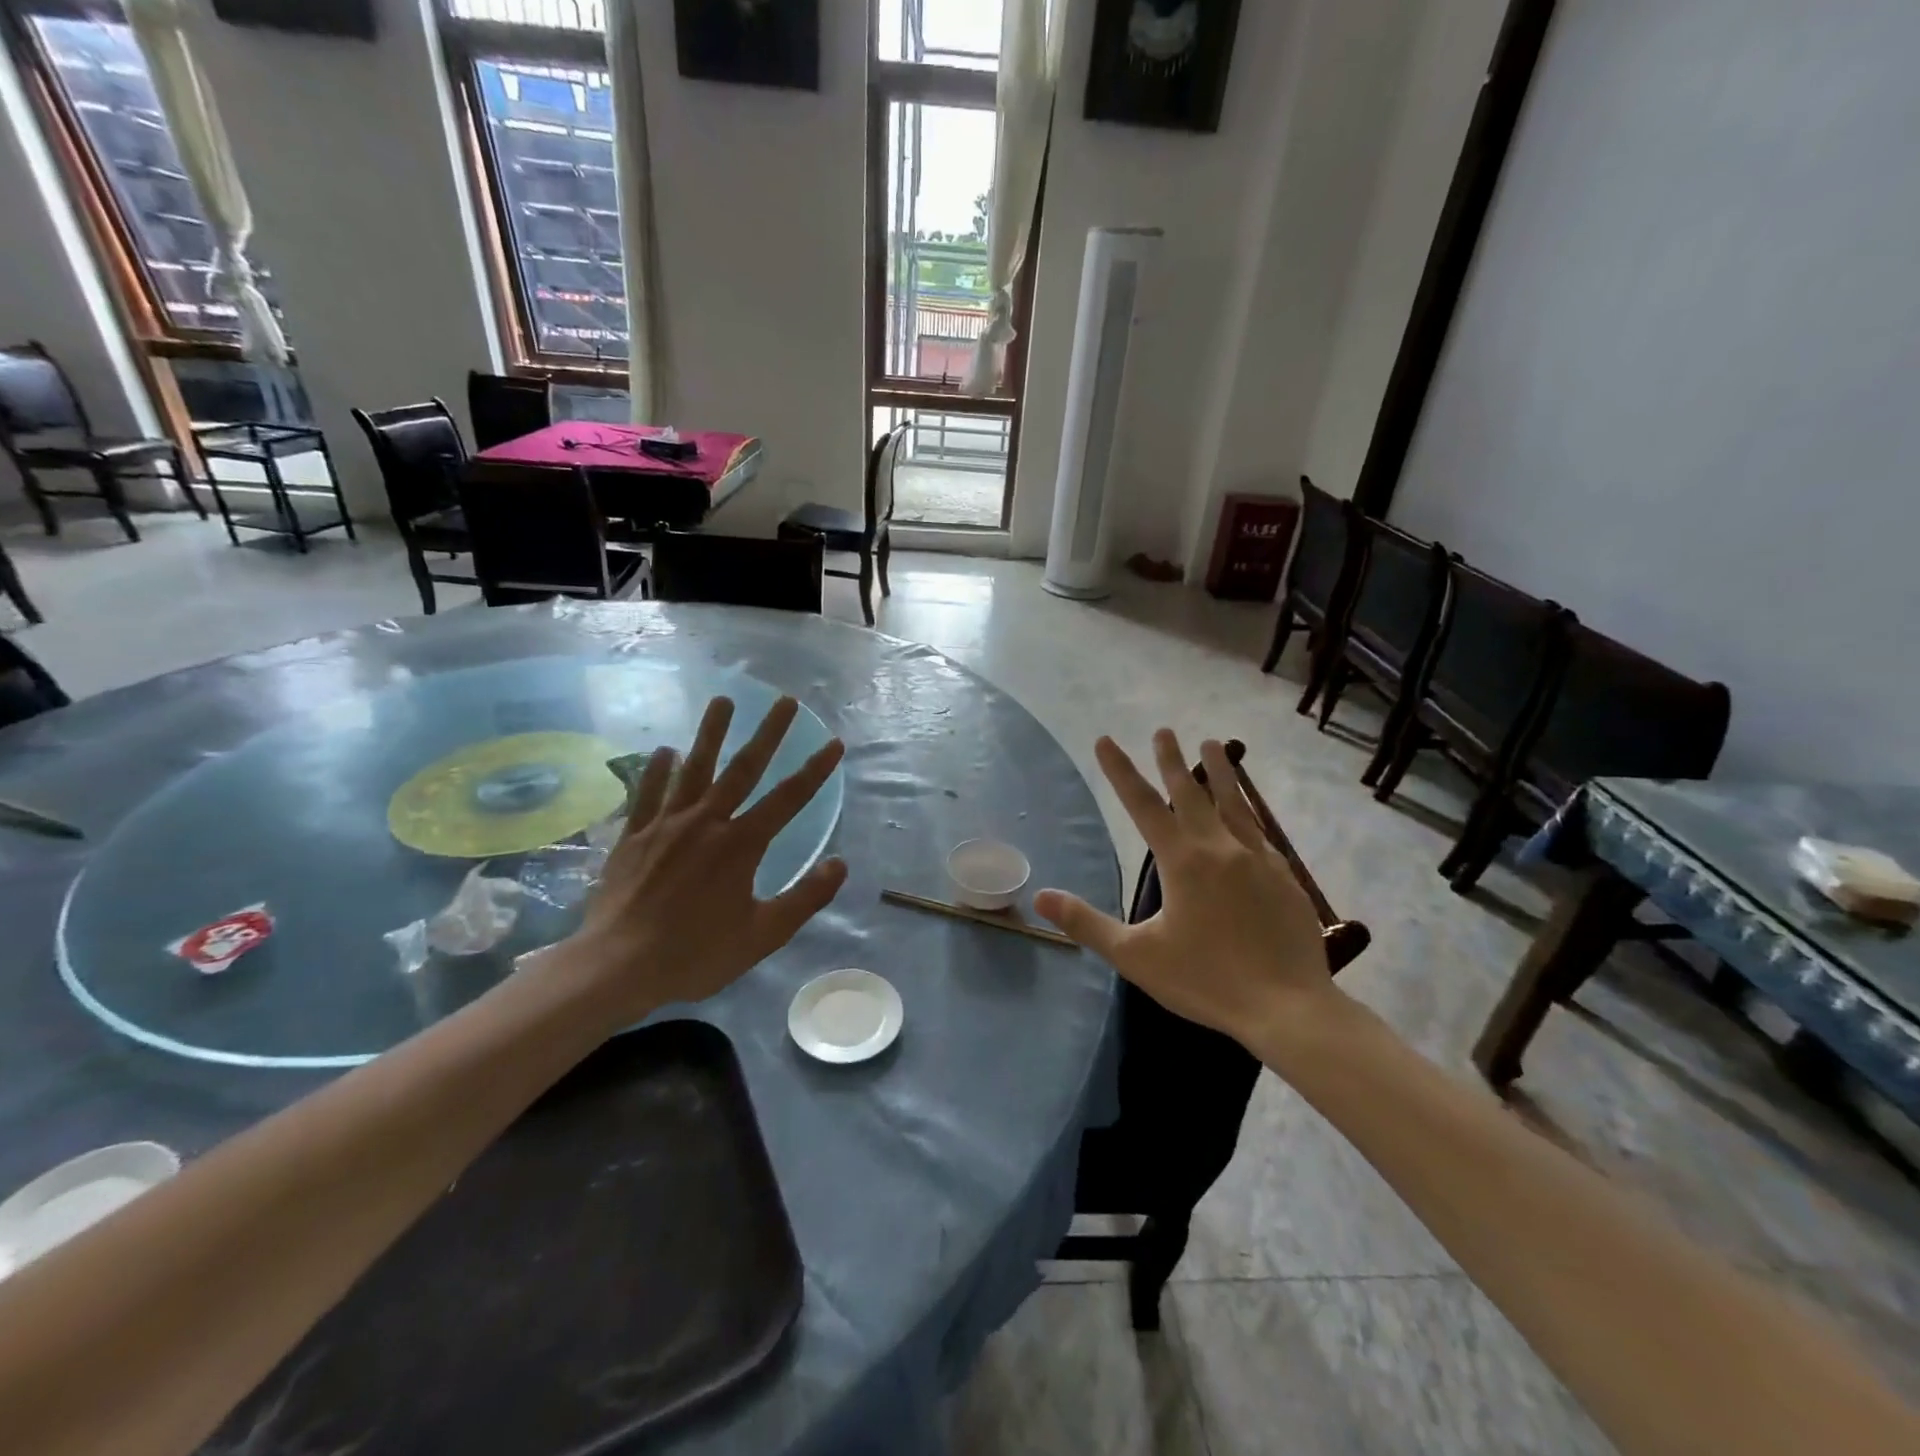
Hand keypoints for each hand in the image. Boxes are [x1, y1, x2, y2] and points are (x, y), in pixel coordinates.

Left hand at [538, 694, 846, 1027]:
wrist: (617, 966)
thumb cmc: (695, 953)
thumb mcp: (763, 935)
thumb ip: (805, 897)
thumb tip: (840, 863)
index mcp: (741, 845)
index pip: (788, 799)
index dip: (814, 770)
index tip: (833, 742)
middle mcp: (706, 822)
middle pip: (743, 769)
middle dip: (768, 733)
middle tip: (785, 701)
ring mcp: (666, 825)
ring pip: (694, 769)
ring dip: (711, 733)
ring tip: (724, 700)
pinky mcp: (634, 835)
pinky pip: (648, 793)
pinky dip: (658, 770)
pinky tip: (666, 750)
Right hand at [1034, 732, 1339, 1044]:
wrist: (1288, 1007)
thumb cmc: (1206, 980)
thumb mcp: (1135, 955)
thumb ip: (1086, 923)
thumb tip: (1040, 896)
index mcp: (1182, 860)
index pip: (1143, 805)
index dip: (1120, 771)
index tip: (1105, 740)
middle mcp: (1220, 847)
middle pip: (1191, 792)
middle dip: (1172, 760)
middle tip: (1163, 730)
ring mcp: (1257, 859)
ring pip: (1234, 803)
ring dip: (1220, 771)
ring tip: (1214, 743)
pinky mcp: (1284, 877)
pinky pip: (1260, 832)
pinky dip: (1248, 811)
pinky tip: (1249, 812)